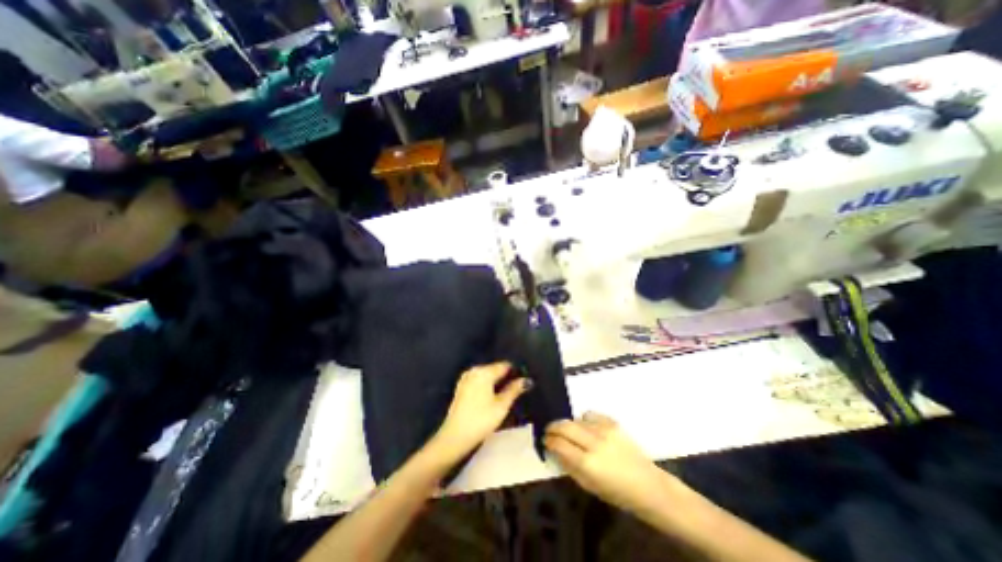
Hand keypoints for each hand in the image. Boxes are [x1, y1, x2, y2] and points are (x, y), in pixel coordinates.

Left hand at [431, 363, 530, 463]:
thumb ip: (514, 390)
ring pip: (487, 375)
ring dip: (497, 382)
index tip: (524, 381)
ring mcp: (466, 378)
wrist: (455, 436)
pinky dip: (487, 386)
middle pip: (495, 369)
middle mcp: (474, 370)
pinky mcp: (462, 387)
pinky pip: (479, 381)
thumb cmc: (481, 420)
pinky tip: (492, 397)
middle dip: (506, 377)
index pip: (505, 365)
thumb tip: (526, 380)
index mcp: (484, 371)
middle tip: (517, 390)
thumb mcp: (502, 405)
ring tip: (507, 395)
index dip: (516, 372)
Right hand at [545, 411, 667, 514]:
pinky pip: (591, 414)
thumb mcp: (588, 485)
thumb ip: (569, 466)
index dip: (549, 441)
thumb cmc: (616, 492)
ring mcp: (605, 430)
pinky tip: (587, 428)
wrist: (647, 485)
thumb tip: (554, 449)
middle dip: (553, 427)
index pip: (559, 444)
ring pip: (577, 419)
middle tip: (550, 431)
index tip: (546, 441)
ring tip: (571, 433)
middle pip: (565, 426)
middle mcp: (594, 443)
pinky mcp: (613, 423)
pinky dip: (585, 419)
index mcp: (587, 463)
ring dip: (569, 424)